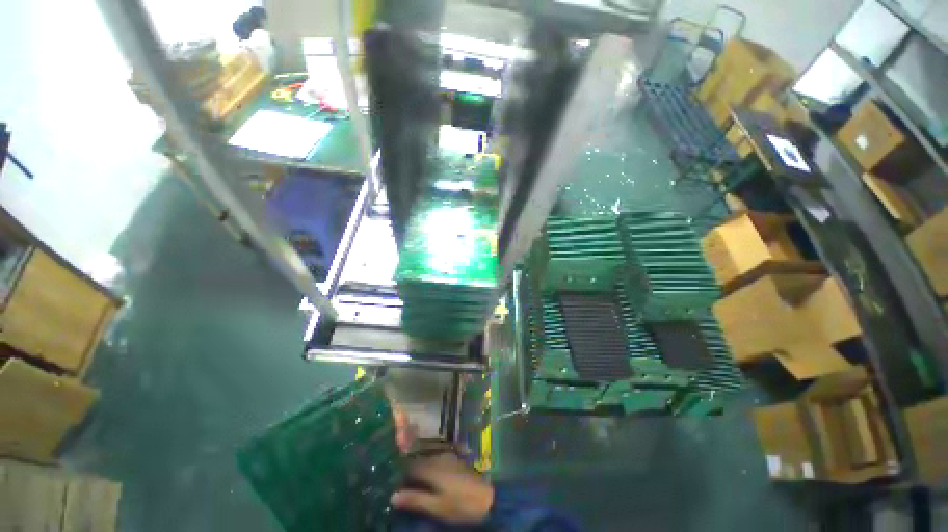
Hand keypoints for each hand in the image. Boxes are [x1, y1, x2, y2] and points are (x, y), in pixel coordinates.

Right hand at [391, 453, 494, 524]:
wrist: (488, 498)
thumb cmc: (460, 504)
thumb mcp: (436, 507)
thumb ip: (415, 499)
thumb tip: (392, 496)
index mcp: (431, 467)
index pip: (409, 465)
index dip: (399, 474)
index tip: (392, 483)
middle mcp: (438, 457)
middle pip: (419, 461)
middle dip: (409, 472)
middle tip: (402, 486)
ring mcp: (448, 457)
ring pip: (428, 461)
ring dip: (420, 471)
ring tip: (415, 485)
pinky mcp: (456, 461)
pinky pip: (437, 462)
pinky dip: (430, 470)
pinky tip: (431, 482)